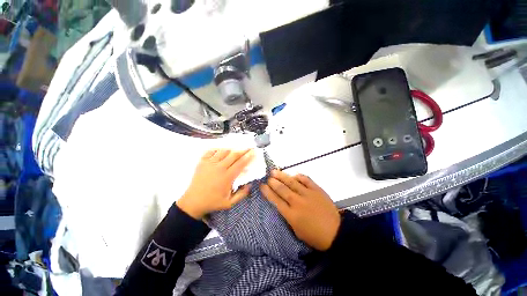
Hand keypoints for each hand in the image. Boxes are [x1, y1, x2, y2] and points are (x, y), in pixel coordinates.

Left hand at [177, 149, 254, 218]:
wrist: (193, 202)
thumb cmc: (212, 202)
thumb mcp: (229, 203)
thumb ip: (242, 194)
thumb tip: (250, 185)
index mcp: (227, 177)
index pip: (240, 164)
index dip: (248, 157)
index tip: (254, 152)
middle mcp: (219, 168)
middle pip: (234, 155)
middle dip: (243, 150)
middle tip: (249, 147)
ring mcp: (209, 163)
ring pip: (223, 151)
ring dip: (232, 149)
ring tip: (236, 149)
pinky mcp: (202, 162)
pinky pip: (211, 151)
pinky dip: (218, 149)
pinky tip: (221, 150)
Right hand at [260, 170, 340, 250]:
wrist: (335, 233)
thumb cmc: (314, 236)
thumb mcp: (296, 231)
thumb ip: (288, 216)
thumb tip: (281, 203)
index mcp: (291, 215)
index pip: (276, 200)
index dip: (267, 192)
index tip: (262, 185)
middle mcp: (298, 202)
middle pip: (282, 190)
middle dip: (273, 182)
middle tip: (268, 177)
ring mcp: (308, 194)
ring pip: (292, 182)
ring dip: (282, 176)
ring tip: (274, 171)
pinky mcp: (317, 190)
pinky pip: (306, 180)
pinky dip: (299, 176)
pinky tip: (294, 174)